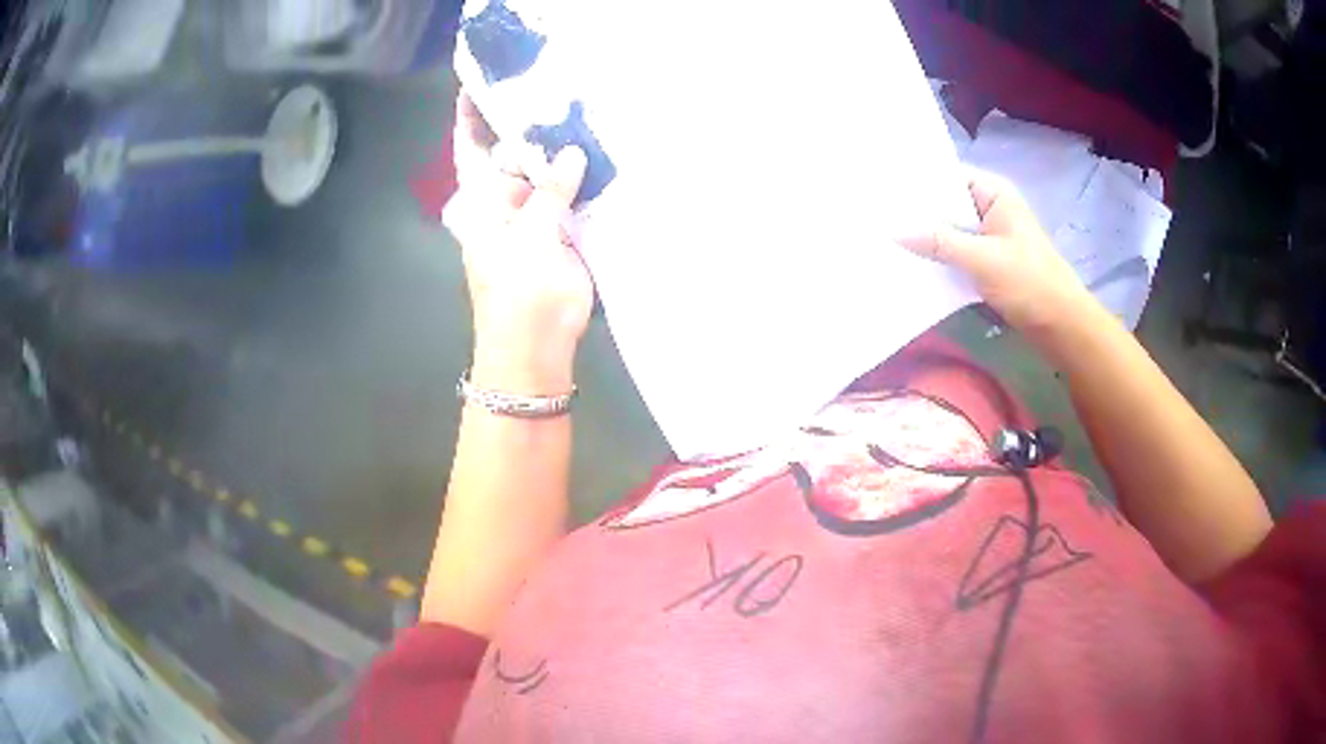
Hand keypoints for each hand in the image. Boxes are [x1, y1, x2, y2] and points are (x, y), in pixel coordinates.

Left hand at [443, 93, 588, 392]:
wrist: (537, 351)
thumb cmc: (521, 297)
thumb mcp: (533, 239)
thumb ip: (552, 193)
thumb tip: (572, 154)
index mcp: (481, 200)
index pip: (469, 146)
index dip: (471, 113)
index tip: (481, 78)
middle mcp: (502, 201)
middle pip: (510, 152)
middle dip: (528, 123)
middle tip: (556, 85)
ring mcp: (530, 216)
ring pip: (542, 172)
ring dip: (557, 148)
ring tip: (581, 109)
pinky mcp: (556, 232)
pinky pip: (565, 195)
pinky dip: (578, 176)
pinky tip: (598, 152)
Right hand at [901, 170, 1099, 352]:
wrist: (1061, 326)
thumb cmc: (1029, 283)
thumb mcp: (981, 259)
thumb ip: (938, 242)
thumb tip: (892, 230)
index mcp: (994, 194)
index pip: (947, 177)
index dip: (916, 183)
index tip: (882, 191)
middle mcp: (990, 208)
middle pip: (946, 204)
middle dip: (917, 214)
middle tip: (876, 217)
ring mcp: (990, 236)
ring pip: (950, 231)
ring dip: (927, 239)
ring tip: (886, 239)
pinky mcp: (989, 262)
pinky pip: (957, 253)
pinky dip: (940, 258)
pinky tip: (912, 264)